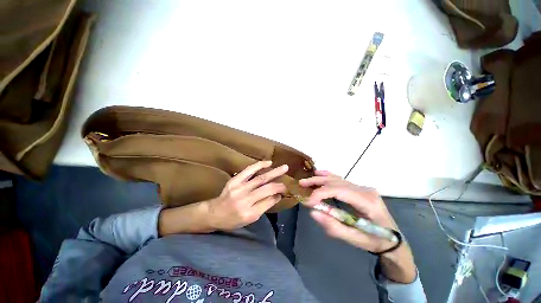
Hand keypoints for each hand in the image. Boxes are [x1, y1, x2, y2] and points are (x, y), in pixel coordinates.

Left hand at [206, 161, 287, 230]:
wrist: (214, 213)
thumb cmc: (233, 220)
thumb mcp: (250, 219)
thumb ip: (264, 206)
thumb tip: (277, 195)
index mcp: (249, 213)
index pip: (269, 201)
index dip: (278, 195)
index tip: (284, 191)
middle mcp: (244, 200)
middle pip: (266, 189)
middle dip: (280, 184)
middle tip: (289, 181)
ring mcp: (239, 188)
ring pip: (260, 178)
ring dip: (274, 172)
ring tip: (284, 168)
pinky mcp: (234, 180)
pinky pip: (249, 170)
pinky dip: (259, 165)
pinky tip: (268, 162)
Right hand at [300, 171, 416, 282]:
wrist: (393, 241)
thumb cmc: (376, 241)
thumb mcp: (356, 240)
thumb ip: (334, 227)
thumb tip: (313, 212)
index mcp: (368, 202)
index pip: (339, 191)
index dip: (321, 193)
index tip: (307, 201)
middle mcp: (365, 190)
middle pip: (336, 182)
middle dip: (317, 183)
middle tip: (301, 185)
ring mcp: (362, 188)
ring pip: (337, 179)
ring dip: (320, 179)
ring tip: (306, 181)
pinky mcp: (359, 189)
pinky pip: (341, 180)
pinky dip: (328, 176)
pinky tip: (319, 173)